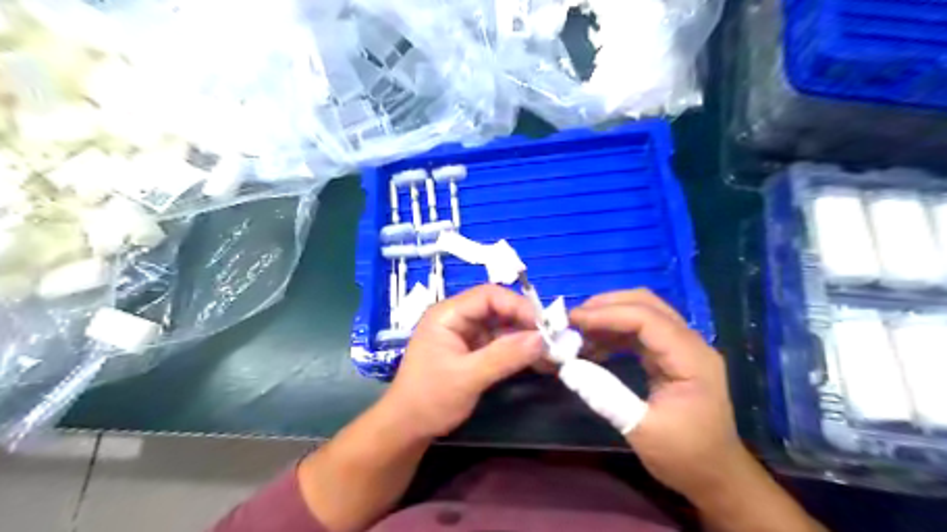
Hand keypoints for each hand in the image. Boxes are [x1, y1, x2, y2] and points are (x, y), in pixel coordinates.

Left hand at [383, 287, 543, 440]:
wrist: (408, 427)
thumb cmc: (430, 399)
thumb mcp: (468, 377)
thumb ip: (504, 356)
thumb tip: (542, 340)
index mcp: (448, 314)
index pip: (488, 295)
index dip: (517, 305)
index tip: (543, 325)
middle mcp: (458, 318)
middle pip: (498, 308)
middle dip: (525, 322)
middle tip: (553, 339)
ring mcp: (466, 334)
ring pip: (502, 326)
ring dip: (526, 338)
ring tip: (552, 353)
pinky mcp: (473, 350)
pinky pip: (500, 343)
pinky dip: (518, 351)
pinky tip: (538, 361)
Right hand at [568, 292, 747, 497]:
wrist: (715, 475)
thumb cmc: (685, 456)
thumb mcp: (643, 431)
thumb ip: (606, 396)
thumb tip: (568, 368)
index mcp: (691, 359)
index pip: (647, 319)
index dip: (607, 314)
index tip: (572, 320)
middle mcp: (689, 343)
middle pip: (646, 304)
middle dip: (606, 306)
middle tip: (572, 319)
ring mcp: (680, 347)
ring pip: (641, 313)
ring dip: (608, 317)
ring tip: (577, 331)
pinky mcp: (670, 355)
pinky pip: (639, 331)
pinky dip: (613, 332)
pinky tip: (593, 346)